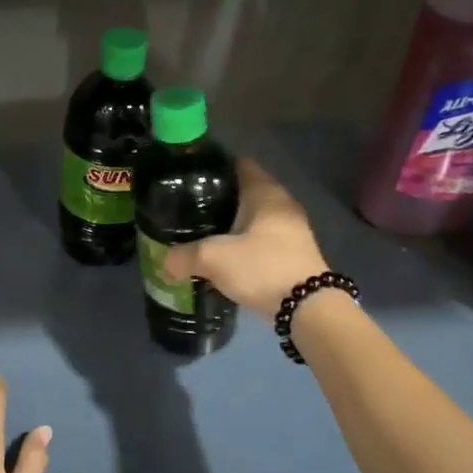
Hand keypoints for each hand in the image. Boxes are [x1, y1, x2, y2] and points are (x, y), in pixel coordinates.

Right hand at [163, 158, 329, 317]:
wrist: (307, 307)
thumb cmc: (262, 267)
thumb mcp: (214, 258)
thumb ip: (184, 257)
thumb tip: (165, 264)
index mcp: (265, 193)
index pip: (239, 165)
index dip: (215, 168)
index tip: (191, 177)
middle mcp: (282, 204)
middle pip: (246, 192)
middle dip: (219, 199)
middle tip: (190, 209)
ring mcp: (292, 230)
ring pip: (254, 218)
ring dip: (232, 225)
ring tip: (203, 233)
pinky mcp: (293, 254)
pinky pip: (262, 240)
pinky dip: (244, 245)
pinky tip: (226, 257)